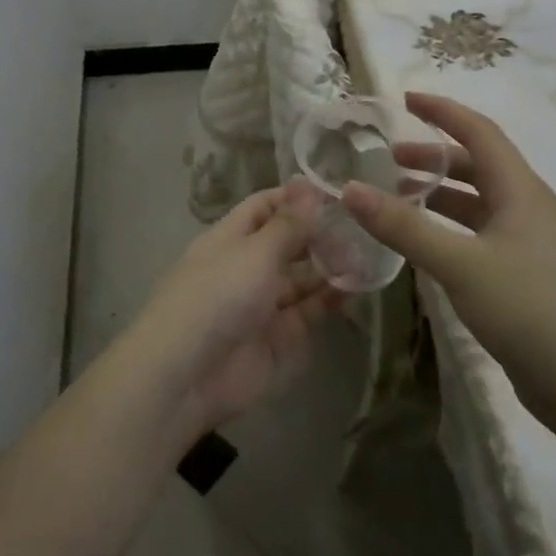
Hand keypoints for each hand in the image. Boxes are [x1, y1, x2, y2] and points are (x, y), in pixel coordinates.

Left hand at [131, 180, 340, 432]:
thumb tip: (306, 181)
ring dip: (329, 267)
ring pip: (301, 279)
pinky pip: (307, 312)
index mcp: (230, 238)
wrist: (187, 374)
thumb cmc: (218, 296)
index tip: (337, 194)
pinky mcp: (276, 338)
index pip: (264, 207)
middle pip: (286, 243)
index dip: (296, 198)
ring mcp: (260, 303)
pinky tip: (356, 287)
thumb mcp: (256, 252)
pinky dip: (329, 300)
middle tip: (360, 229)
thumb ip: (288, 223)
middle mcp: (245, 266)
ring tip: (367, 256)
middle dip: (318, 235)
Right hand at [341, 92, 555, 434]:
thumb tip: (349, 188)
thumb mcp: (460, 263)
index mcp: (520, 191)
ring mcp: (530, 248)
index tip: (404, 99)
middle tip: (388, 161)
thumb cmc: (532, 309)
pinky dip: (448, 233)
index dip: (442, 111)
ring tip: (397, 202)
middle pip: (477, 168)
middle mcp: (528, 210)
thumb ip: (403, 226)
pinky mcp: (527, 282)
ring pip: (478, 207)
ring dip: (439, 197)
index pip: (479, 132)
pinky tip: (426, 250)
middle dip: (433, 158)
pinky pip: (480, 240)